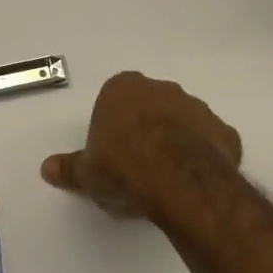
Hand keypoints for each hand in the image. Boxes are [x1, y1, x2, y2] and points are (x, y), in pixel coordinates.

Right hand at [41, 71, 242, 219]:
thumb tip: (47, 169)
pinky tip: (194, 183)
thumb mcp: (87, 173)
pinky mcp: (225, 132)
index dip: (112, 127)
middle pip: (150, 106)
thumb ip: (69, 168)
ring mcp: (197, 108)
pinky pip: (211, 143)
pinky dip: (204, 157)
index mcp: (123, 89)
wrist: (178, 182)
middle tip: (135, 167)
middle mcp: (162, 89)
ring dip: (176, 142)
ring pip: (183, 122)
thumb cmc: (123, 168)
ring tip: (165, 179)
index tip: (110, 154)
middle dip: (145, 130)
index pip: (114, 99)